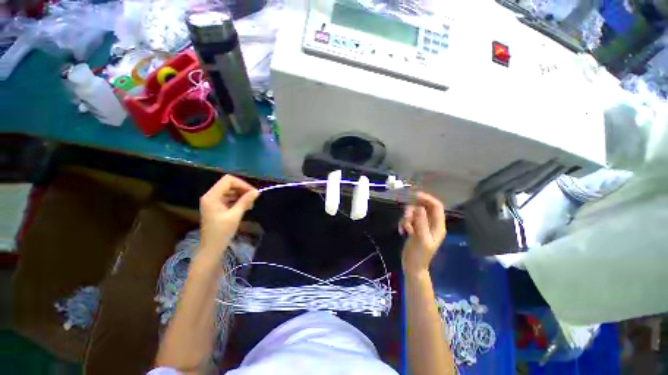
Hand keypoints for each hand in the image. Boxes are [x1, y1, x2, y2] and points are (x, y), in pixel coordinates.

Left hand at [199, 175, 258, 257]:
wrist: (211, 248)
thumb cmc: (222, 232)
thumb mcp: (235, 215)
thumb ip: (245, 201)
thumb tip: (256, 192)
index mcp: (212, 196)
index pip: (228, 180)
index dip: (242, 184)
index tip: (253, 192)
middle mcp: (210, 196)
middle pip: (229, 185)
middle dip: (242, 190)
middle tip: (253, 199)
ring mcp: (212, 201)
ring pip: (229, 191)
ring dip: (241, 195)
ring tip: (250, 204)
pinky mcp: (216, 206)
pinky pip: (228, 198)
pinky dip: (237, 200)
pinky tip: (245, 207)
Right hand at [399, 192, 446, 275]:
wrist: (412, 266)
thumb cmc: (419, 255)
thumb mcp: (421, 238)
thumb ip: (421, 222)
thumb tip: (419, 207)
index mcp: (438, 226)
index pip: (436, 206)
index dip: (427, 199)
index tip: (414, 195)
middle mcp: (431, 224)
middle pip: (423, 207)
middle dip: (413, 210)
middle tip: (406, 215)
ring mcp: (422, 226)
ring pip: (414, 213)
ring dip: (407, 218)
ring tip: (405, 228)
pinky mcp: (414, 228)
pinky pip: (408, 219)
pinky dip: (403, 223)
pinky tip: (402, 231)